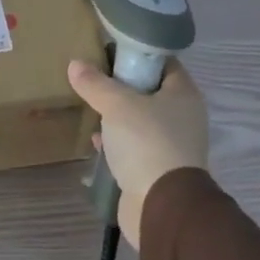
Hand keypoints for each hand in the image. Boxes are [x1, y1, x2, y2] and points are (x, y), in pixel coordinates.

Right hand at [66, 59, 208, 249]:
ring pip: (140, 120)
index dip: (137, 54)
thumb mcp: (116, 105)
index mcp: (183, 94)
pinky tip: (97, 141)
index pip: (163, 62)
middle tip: (94, 79)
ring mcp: (172, 145)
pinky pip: (134, 146)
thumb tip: (75, 64)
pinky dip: (117, 142)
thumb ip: (95, 83)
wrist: (161, 207)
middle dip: (122, 86)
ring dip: (118, 116)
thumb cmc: (147, 142)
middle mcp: (183, 117)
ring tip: (91, 107)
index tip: (109, 52)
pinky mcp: (158, 169)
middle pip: (150, 91)